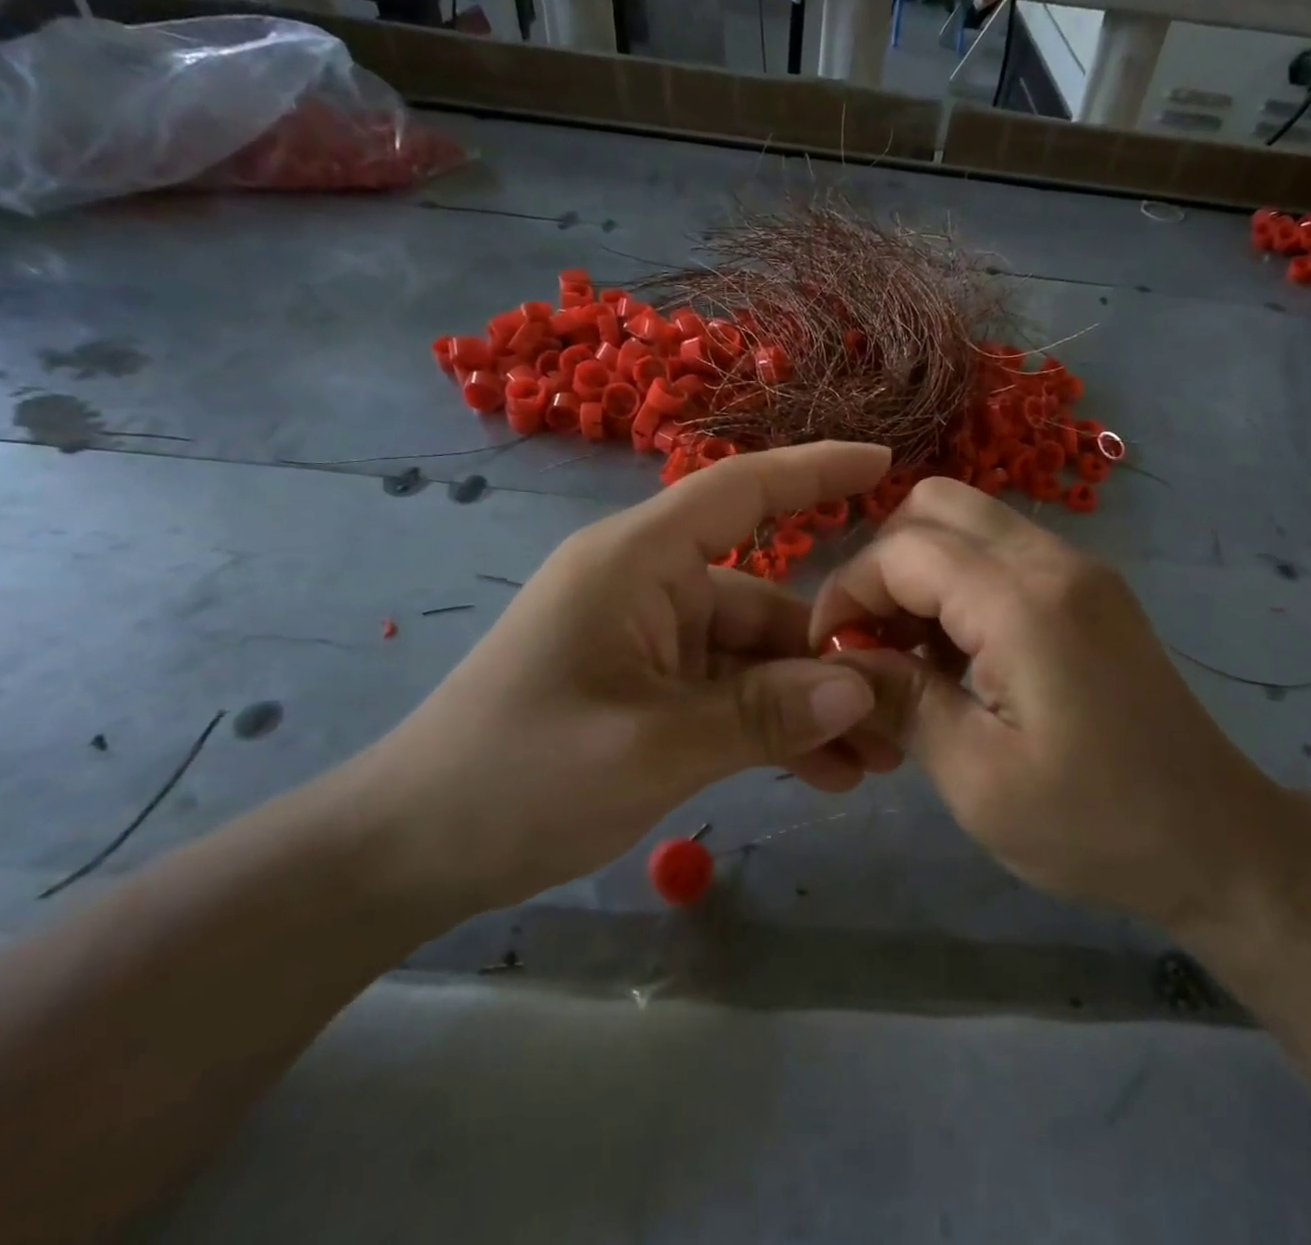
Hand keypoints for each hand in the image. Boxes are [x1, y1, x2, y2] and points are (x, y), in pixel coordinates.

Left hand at [346, 442, 899, 917]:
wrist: (410, 850)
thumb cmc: (515, 777)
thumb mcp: (649, 748)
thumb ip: (761, 715)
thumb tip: (860, 688)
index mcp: (637, 562)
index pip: (739, 490)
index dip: (814, 469)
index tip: (884, 461)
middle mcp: (652, 588)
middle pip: (766, 601)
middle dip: (832, 655)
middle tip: (900, 707)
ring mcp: (653, 642)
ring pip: (755, 659)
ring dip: (810, 705)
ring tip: (875, 761)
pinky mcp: (652, 690)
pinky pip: (731, 696)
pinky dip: (774, 728)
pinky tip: (825, 775)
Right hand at [810, 478, 1286, 931]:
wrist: (1220, 842)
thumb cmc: (1096, 824)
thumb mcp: (977, 779)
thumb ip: (899, 701)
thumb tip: (836, 659)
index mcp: (1025, 603)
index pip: (902, 551)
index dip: (848, 591)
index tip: (830, 652)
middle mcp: (1054, 560)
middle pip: (934, 506)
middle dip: (882, 565)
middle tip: (871, 639)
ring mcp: (1078, 568)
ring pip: (967, 522)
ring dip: (919, 572)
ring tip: (909, 654)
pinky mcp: (1088, 588)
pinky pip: (999, 552)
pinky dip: (957, 583)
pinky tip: (956, 655)